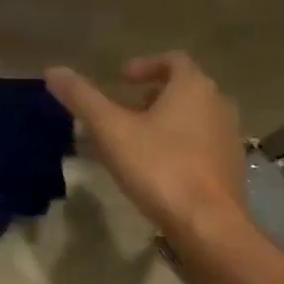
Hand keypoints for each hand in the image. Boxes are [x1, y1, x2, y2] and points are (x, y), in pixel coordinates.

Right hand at [44, 53, 247, 241]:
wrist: (208, 223)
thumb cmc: (160, 168)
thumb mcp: (111, 131)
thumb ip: (82, 98)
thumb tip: (53, 70)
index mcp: (193, 87)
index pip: (173, 60)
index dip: (145, 65)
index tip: (122, 79)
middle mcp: (218, 105)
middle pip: (185, 89)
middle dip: (154, 96)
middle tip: (125, 111)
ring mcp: (229, 137)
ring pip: (195, 118)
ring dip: (167, 122)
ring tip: (137, 142)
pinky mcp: (231, 168)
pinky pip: (202, 145)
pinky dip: (180, 146)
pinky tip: (158, 169)